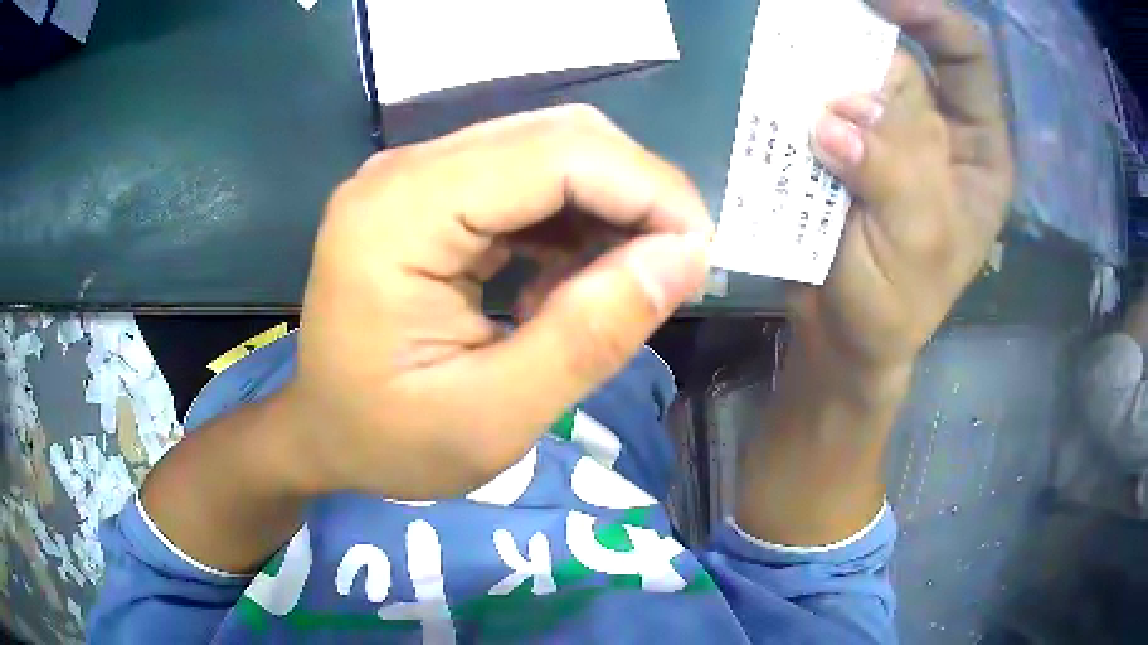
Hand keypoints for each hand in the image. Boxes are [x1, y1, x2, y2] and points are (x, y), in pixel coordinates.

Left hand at [285, 106, 712, 500]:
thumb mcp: (494, 418)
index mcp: (399, 215)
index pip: (555, 153)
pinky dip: (570, 219)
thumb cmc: (389, 443)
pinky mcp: (425, 192)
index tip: (700, 255)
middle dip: (635, 194)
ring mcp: (412, 175)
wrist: (323, 434)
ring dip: (606, 207)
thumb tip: (685, 258)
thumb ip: (590, 336)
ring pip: (547, 150)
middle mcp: (403, 171)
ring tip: (615, 287)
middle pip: (556, 137)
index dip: (647, 189)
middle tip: (672, 271)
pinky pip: (522, 179)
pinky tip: (568, 279)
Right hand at [791, 0, 1013, 384]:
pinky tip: (779, 107)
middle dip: (859, 60)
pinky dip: (795, 99)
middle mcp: (934, 129)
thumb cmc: (897, 306)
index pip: (965, 60)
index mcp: (976, 152)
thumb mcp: (918, 245)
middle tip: (821, 82)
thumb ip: (897, 171)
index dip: (931, 19)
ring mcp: (882, 135)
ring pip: (853, 79)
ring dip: (821, 77)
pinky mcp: (838, 146)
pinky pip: (817, 105)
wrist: (840, 336)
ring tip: (794, 97)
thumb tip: (841, 114)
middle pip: (899, 63)